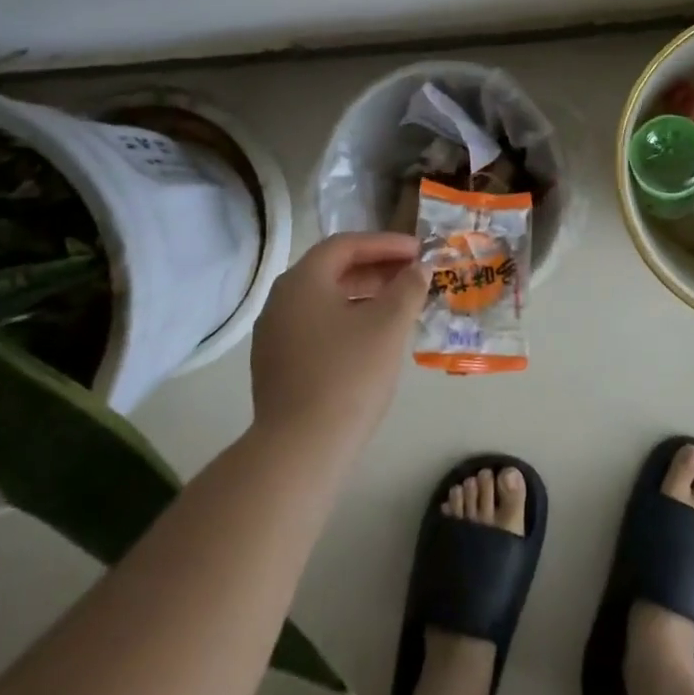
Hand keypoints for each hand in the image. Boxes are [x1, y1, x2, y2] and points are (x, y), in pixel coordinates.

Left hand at [249, 232, 428, 451]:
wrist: (300, 450)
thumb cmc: (349, 374)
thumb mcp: (389, 324)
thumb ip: (408, 288)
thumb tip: (419, 268)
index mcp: (302, 281)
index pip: (346, 245)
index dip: (386, 244)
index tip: (419, 251)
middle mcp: (281, 301)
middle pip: (332, 270)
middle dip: (376, 268)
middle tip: (412, 275)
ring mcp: (274, 336)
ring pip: (325, 300)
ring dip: (364, 295)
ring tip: (399, 305)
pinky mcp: (277, 366)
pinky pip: (317, 326)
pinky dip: (348, 319)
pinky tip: (373, 338)